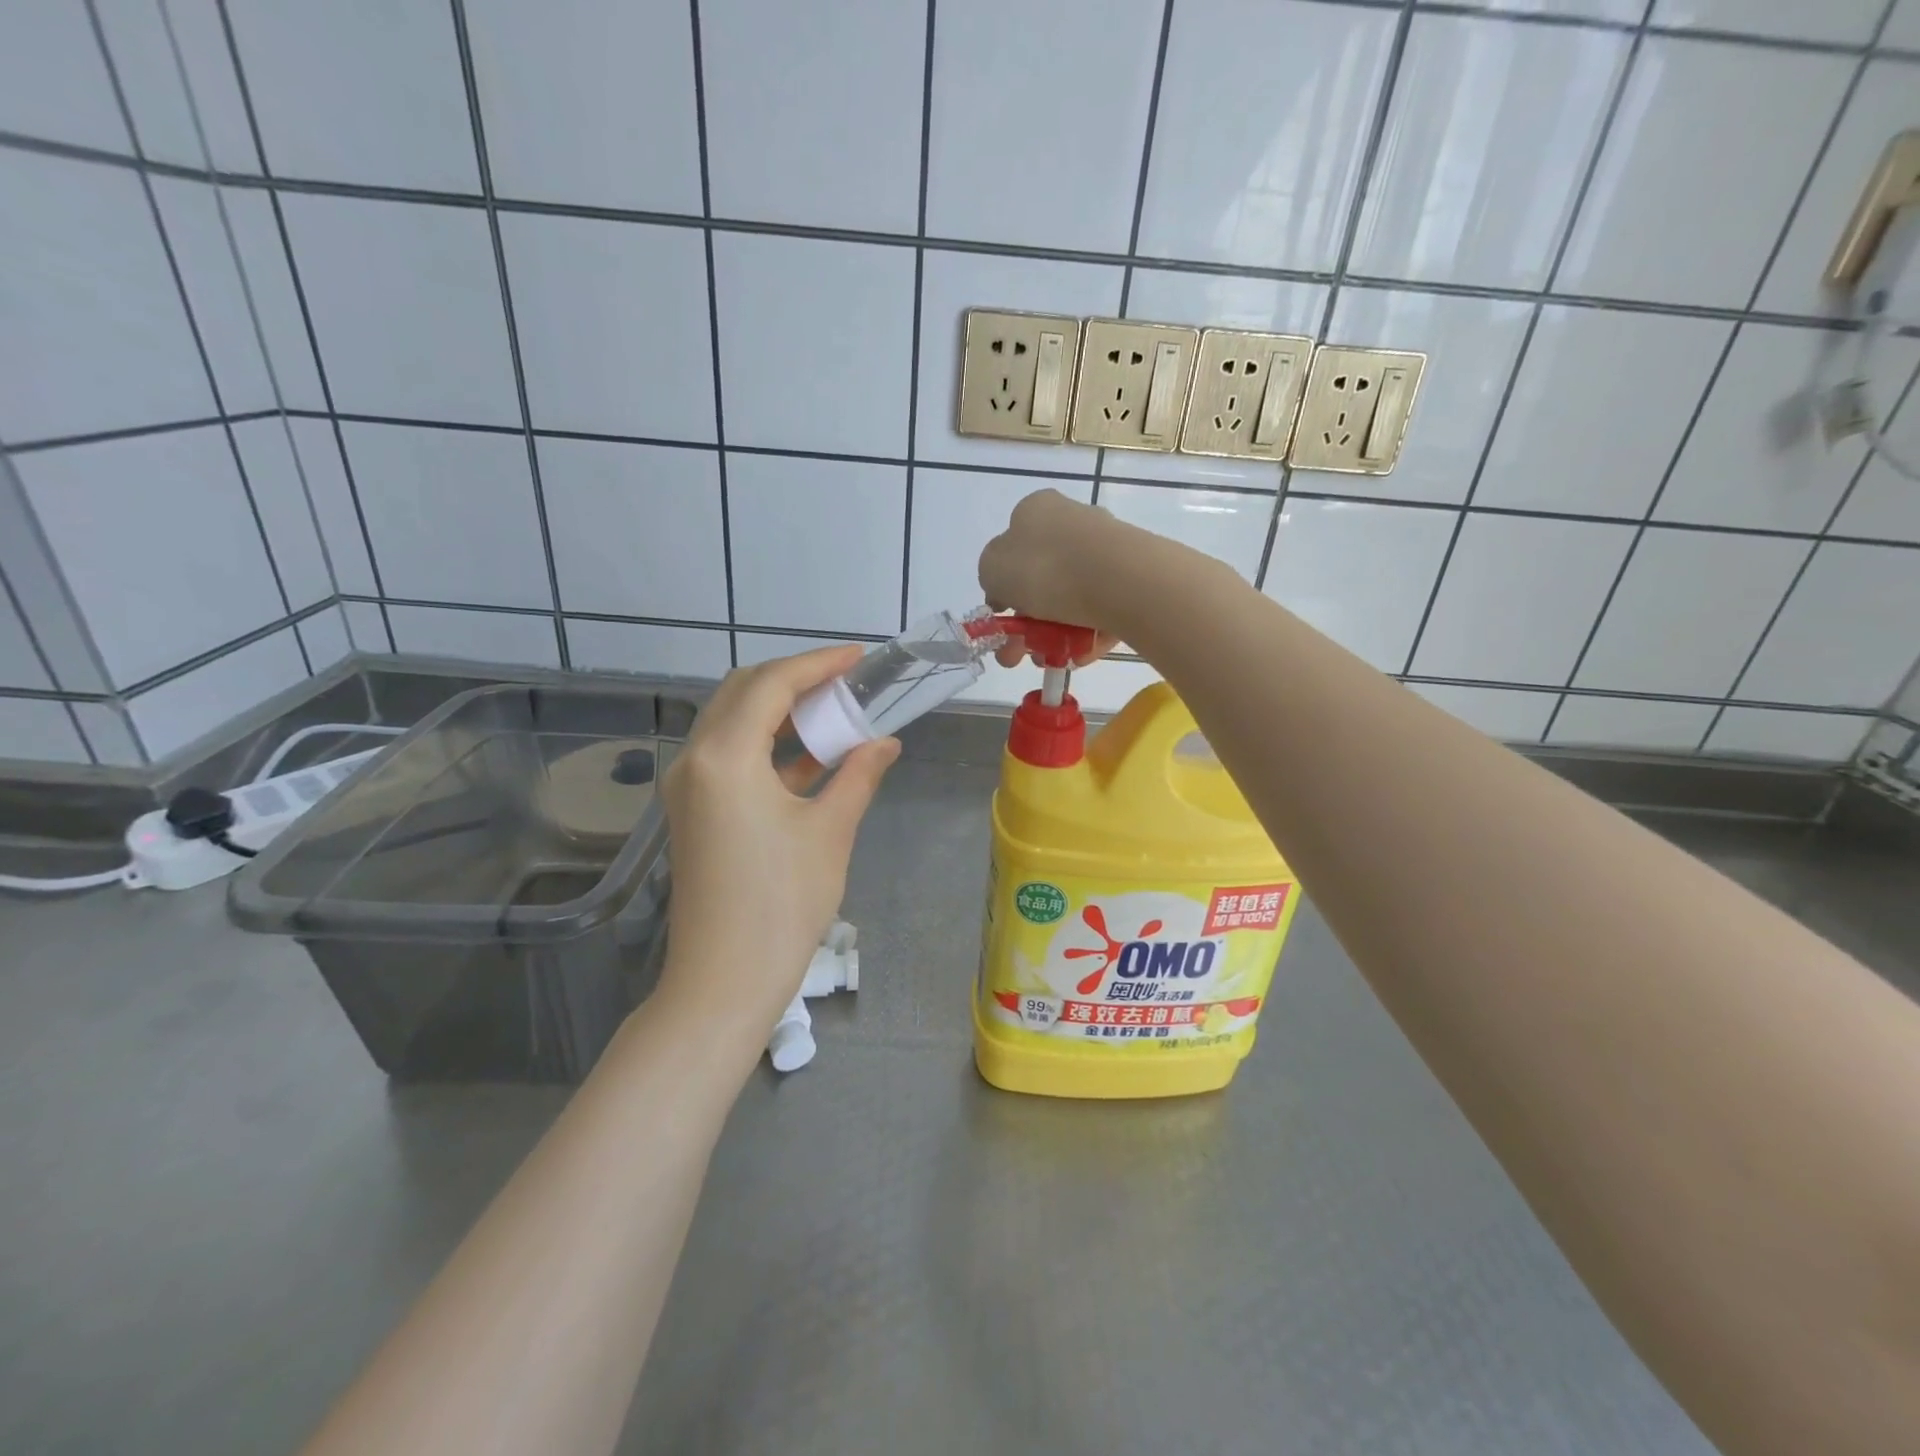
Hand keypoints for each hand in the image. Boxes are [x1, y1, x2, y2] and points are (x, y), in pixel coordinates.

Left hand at [657, 646, 899, 1044]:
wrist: (724, 981)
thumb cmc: (782, 904)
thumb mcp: (830, 831)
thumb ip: (858, 775)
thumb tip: (885, 742)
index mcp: (724, 756)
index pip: (771, 685)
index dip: (817, 663)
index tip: (857, 657)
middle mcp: (695, 760)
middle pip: (743, 693)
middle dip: (795, 679)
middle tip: (845, 682)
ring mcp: (687, 787)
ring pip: (733, 722)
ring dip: (780, 711)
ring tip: (832, 711)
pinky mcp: (693, 811)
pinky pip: (729, 756)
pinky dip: (767, 746)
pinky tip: (810, 754)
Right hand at [978, 489, 1123, 666]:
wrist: (1120, 580)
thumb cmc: (1044, 568)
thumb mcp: (992, 569)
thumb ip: (991, 577)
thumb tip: (1005, 588)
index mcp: (1035, 511)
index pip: (1011, 548)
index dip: (1002, 587)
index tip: (1001, 618)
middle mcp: (1072, 522)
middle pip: (1041, 578)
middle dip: (1026, 623)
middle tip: (1017, 655)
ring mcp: (1106, 549)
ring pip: (1070, 599)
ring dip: (1053, 634)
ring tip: (1049, 661)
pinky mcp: (1132, 577)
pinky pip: (1100, 609)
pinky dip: (1086, 634)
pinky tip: (1079, 656)